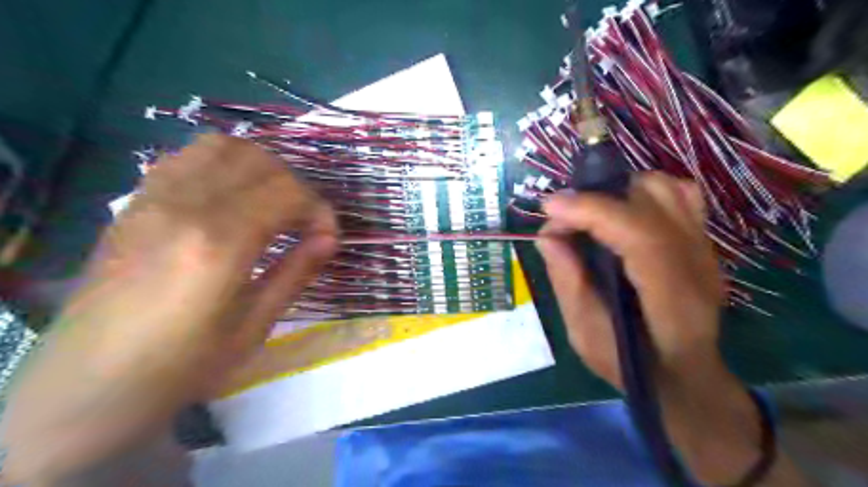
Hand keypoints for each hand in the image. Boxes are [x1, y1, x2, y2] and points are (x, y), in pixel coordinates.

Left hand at [1, 133, 338, 482]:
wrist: (90, 383)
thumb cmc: (183, 364)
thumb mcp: (254, 326)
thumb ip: (296, 273)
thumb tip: (330, 239)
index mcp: (219, 244)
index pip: (288, 193)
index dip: (319, 210)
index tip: (327, 237)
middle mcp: (185, 207)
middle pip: (261, 164)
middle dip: (297, 188)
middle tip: (304, 223)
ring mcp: (154, 198)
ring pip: (223, 146)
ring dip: (261, 167)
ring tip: (272, 201)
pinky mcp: (135, 201)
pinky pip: (186, 156)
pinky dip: (223, 163)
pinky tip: (232, 195)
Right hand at [541, 172, 773, 485]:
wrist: (686, 375)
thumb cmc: (632, 364)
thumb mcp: (586, 335)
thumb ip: (568, 283)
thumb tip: (548, 235)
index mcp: (672, 297)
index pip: (640, 234)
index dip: (592, 211)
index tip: (549, 208)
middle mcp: (696, 263)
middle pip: (653, 201)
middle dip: (597, 198)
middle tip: (563, 218)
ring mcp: (704, 248)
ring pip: (667, 189)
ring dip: (620, 190)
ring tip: (590, 213)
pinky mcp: (700, 241)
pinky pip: (679, 195)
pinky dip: (643, 192)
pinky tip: (621, 212)